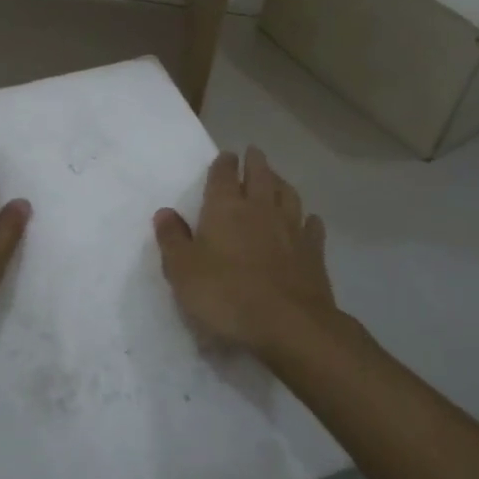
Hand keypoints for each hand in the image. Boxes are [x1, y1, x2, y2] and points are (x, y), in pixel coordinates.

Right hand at [153, 146, 336, 358]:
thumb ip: (172, 239)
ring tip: (277, 179)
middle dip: (255, 162)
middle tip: (253, 152)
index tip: (226, 155)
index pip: (224, 174)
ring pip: (288, 195)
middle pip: (260, 175)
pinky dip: (308, 219)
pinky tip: (308, 220)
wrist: (289, 325)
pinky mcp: (314, 253)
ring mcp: (291, 229)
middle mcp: (260, 209)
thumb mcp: (182, 271)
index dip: (223, 163)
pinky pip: (312, 226)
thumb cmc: (226, 295)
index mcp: (225, 208)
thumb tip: (165, 212)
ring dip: (281, 183)